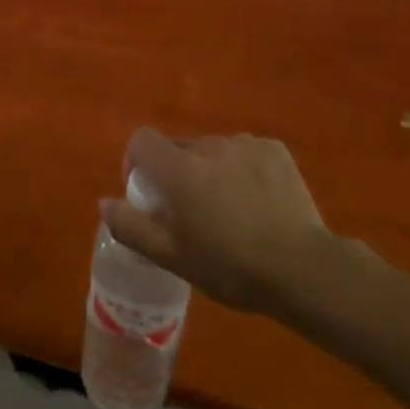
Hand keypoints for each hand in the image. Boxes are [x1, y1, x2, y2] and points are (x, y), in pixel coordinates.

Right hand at [101, 129, 344, 315]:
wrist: (303, 269)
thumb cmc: (230, 266)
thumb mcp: (172, 257)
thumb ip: (131, 227)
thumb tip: (105, 202)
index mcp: (179, 168)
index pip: (141, 140)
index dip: (136, 162)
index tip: (148, 193)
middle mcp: (208, 146)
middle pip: (179, 147)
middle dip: (177, 173)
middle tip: (192, 213)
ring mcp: (245, 144)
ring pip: (213, 151)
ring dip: (210, 171)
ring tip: (230, 210)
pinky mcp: (274, 150)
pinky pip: (245, 153)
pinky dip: (242, 170)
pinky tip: (258, 202)